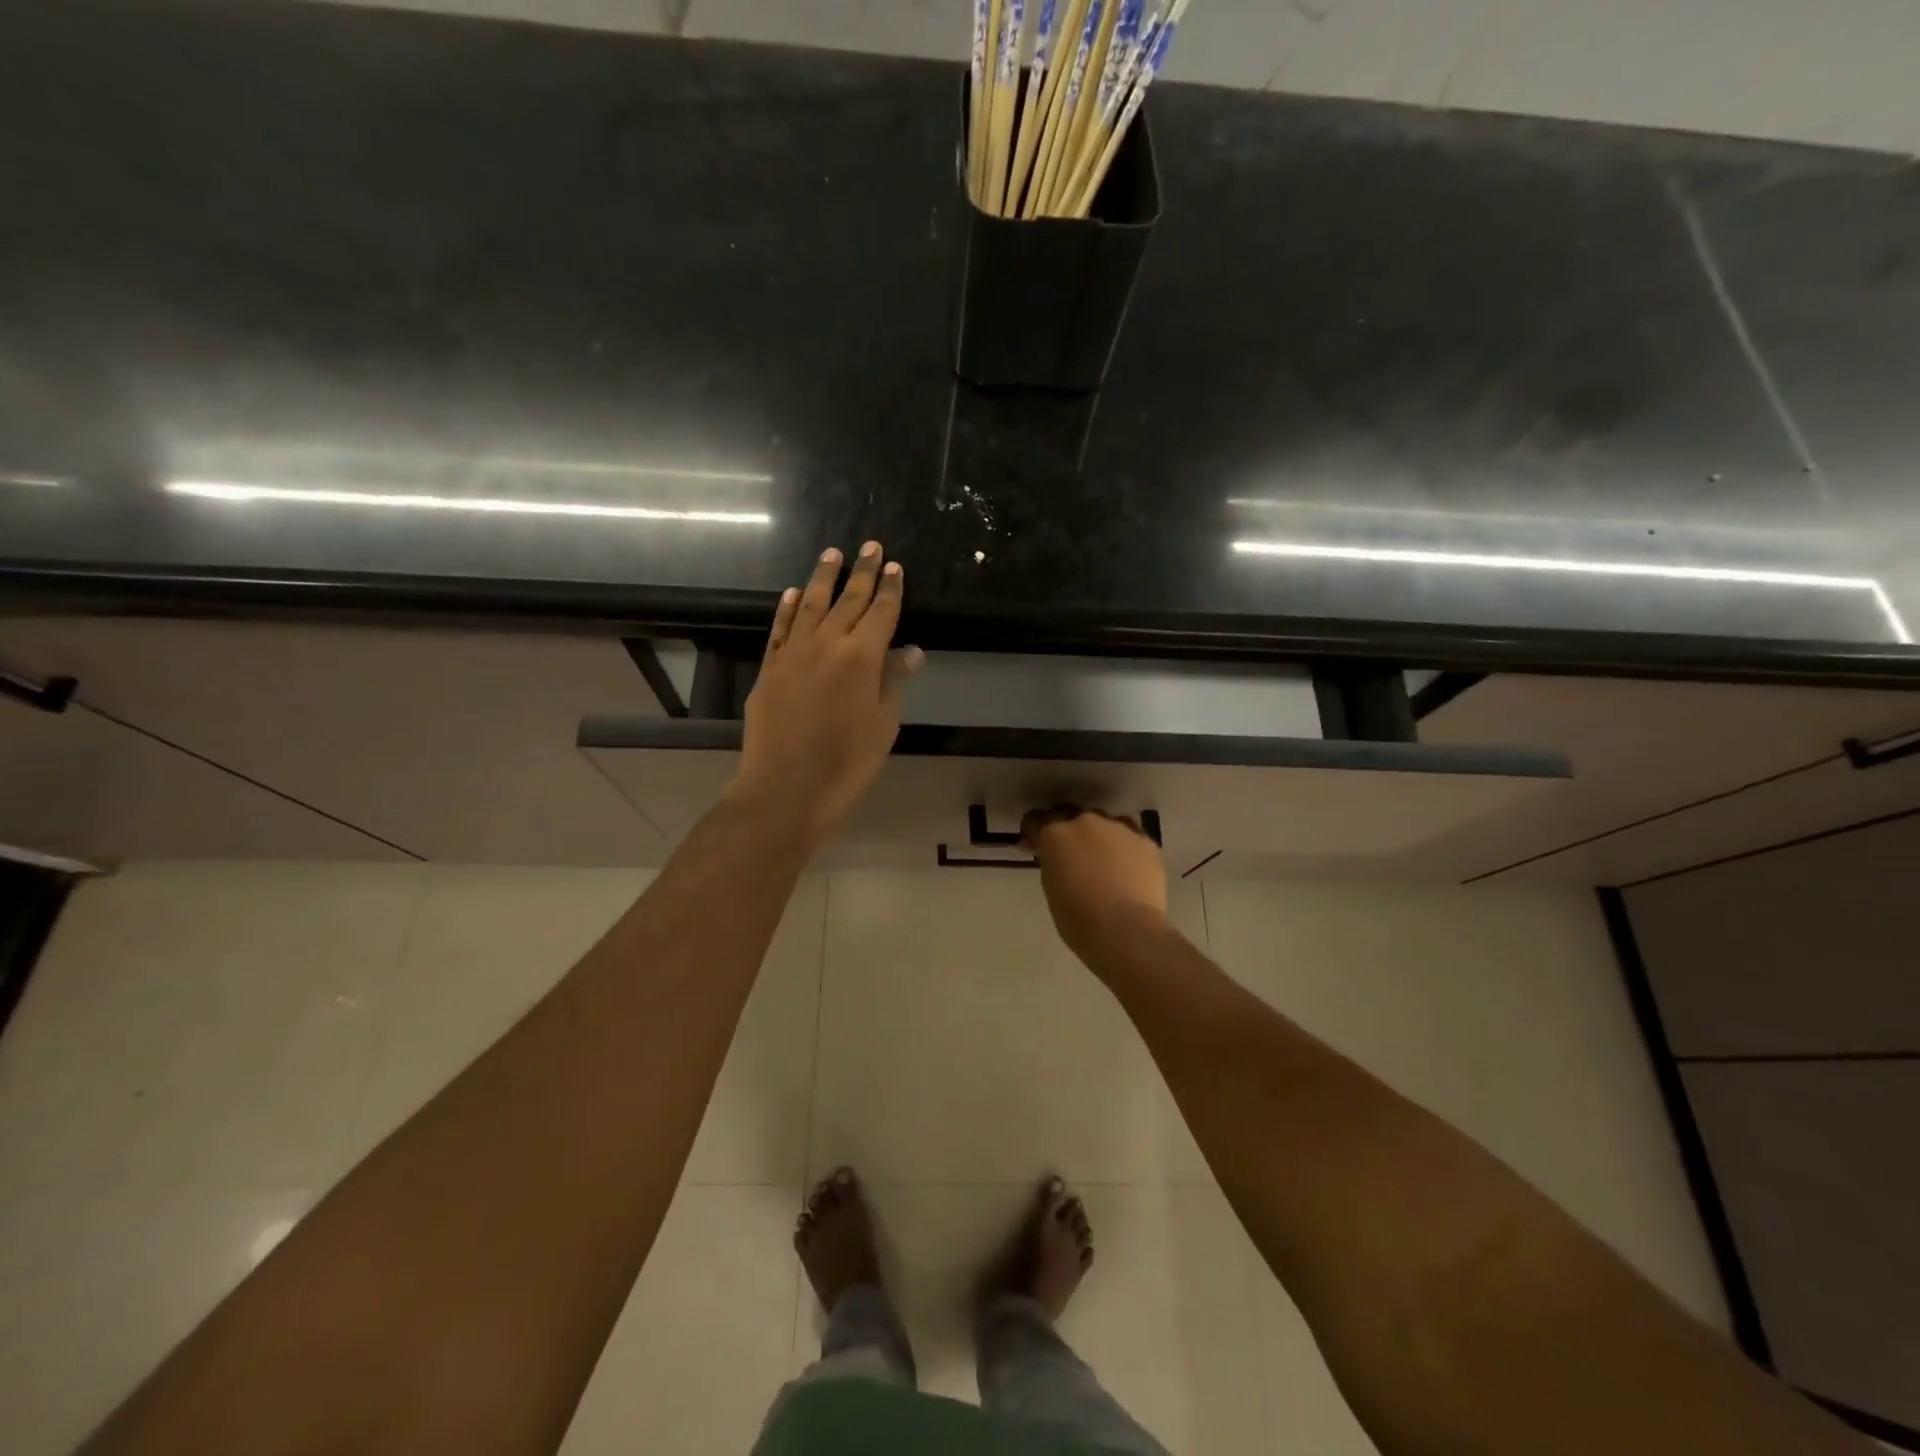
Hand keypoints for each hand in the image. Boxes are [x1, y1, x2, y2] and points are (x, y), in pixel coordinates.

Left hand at [729, 542, 924, 847]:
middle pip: (848, 600)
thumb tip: (911, 649)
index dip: (890, 589)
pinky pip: (780, 627)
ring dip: (823, 577)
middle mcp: (827, 643)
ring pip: (810, 604)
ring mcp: (793, 653)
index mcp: (862, 657)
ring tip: (833, 553)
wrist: (787, 787)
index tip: (895, 567)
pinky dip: (786, 607)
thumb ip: (894, 682)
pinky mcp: (770, 667)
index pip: (881, 613)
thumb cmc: (846, 762)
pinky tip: (791, 592)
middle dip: (863, 572)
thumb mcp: (884, 725)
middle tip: (871, 546)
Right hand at [1022, 807, 1169, 962]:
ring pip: (1104, 824)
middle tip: (1071, 856)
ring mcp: (1119, 828)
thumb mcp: (1051, 888)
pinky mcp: (1145, 841)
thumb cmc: (1078, 919)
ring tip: (1104, 862)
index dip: (1034, 834)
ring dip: (1099, 837)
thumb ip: (1053, 863)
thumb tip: (1058, 859)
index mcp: (1055, 833)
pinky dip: (1125, 850)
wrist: (1126, 931)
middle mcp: (1085, 821)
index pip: (1035, 819)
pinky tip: (1128, 871)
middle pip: (1071, 815)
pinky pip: (1130, 839)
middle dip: (1068, 831)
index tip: (1035, 848)